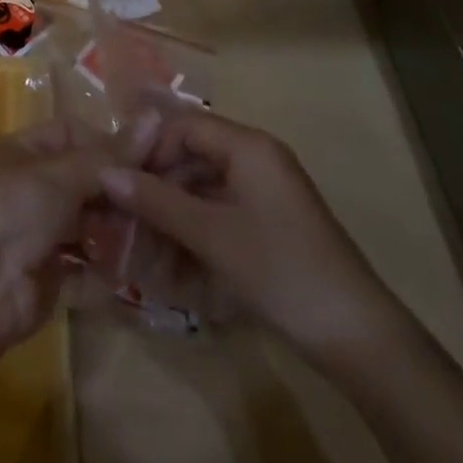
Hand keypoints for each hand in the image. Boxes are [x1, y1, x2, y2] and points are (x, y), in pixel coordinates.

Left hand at [0, 117, 153, 352]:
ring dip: (116, 232)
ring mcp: (40, 234)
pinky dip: (105, 271)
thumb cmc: (11, 210)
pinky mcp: (49, 277)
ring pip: (89, 225)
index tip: (152, 158)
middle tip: (161, 204)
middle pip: (85, 182)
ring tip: (152, 239)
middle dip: (118, 193)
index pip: (74, 135)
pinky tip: (131, 271)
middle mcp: (32, 188)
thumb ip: (110, 156)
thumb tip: (155, 118)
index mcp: (25, 151)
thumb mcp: (60, 174)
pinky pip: (86, 268)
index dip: (110, 144)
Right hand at [99, 109, 400, 367]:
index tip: (119, 181)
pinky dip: (196, 229)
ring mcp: (266, 191)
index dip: (148, 149)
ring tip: (144, 244)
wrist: (357, 336)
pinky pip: (221, 210)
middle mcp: (257, 157)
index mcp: (248, 145)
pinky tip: (175, 260)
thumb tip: (105, 173)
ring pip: (204, 186)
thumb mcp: (211, 235)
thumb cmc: (279, 270)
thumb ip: (156, 201)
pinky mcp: (271, 222)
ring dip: (173, 211)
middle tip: (124, 216)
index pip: (183, 126)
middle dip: (157, 184)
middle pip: (193, 154)